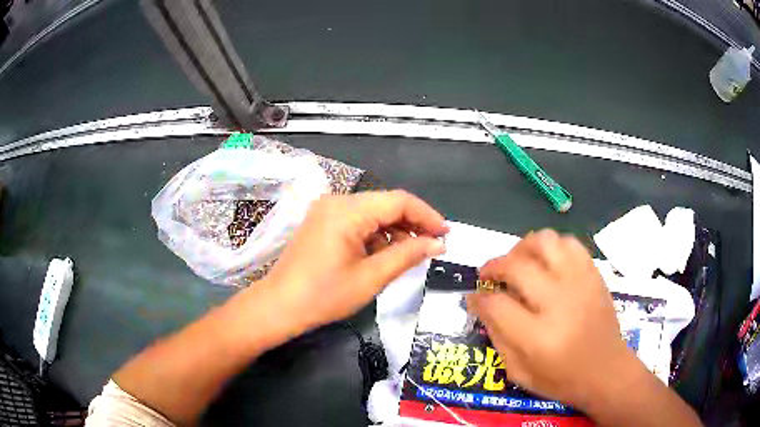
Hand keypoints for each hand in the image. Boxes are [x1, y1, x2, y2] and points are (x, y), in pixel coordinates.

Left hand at [266, 190, 448, 333]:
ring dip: (394, 231)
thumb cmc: (324, 296)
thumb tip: (438, 244)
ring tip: (412, 253)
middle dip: (412, 224)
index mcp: (347, 210)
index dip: (427, 215)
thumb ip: (408, 255)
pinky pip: (357, 221)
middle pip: (386, 204)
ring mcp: (327, 210)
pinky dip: (375, 235)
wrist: (279, 306)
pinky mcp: (322, 222)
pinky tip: (385, 253)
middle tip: (433, 246)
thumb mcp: (371, 277)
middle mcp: (337, 201)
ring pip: (372, 213)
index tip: (446, 234)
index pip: (398, 201)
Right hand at [466, 229, 632, 412]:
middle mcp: (558, 302)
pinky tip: (546, 261)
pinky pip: (569, 243)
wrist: (606, 370)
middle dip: (493, 266)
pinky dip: (551, 247)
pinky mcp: (593, 274)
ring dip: (522, 248)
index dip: (477, 298)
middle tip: (489, 276)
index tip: (473, 297)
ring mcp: (579, 283)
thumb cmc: (561, 379)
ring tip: (518, 262)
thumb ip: (497, 338)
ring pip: (544, 242)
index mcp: (537, 336)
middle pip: (516, 266)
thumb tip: (482, 305)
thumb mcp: (520, 372)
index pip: (496, 304)